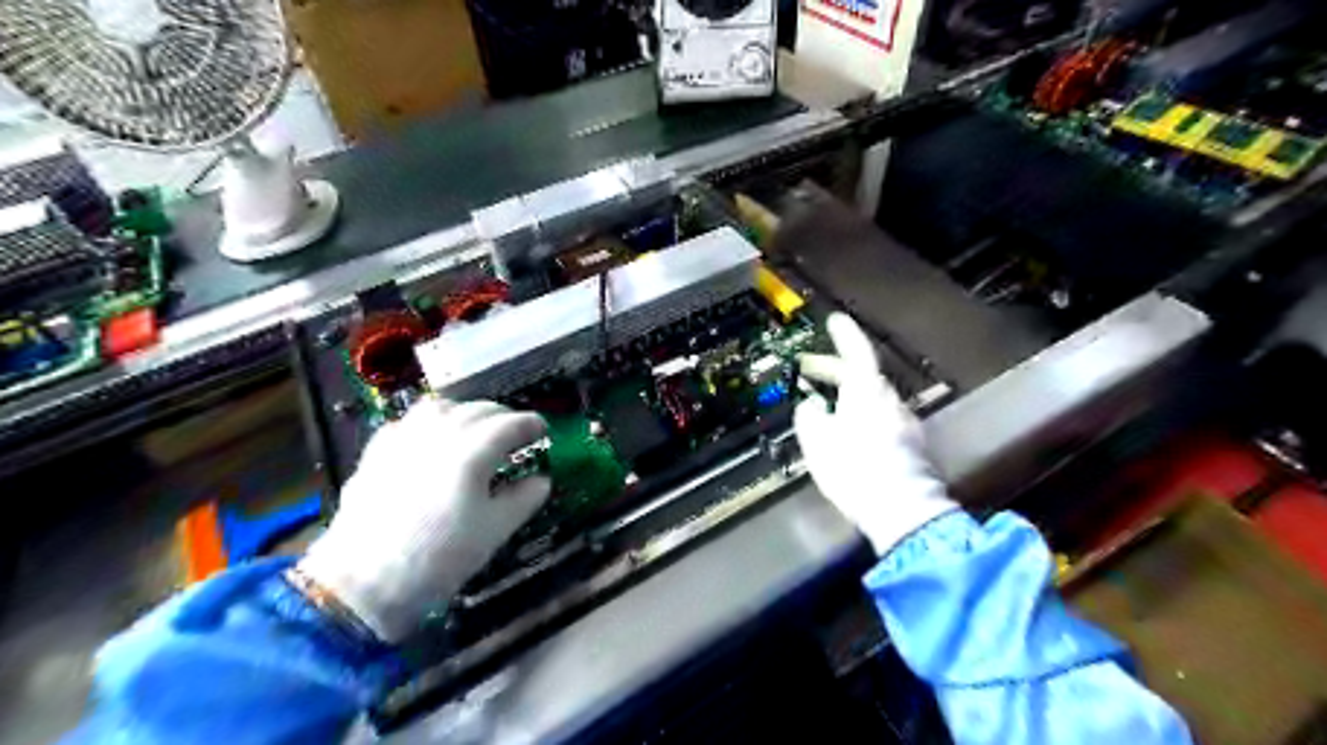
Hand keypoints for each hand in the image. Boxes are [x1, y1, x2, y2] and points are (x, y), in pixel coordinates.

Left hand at [299, 398, 548, 643]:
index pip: (510, 424)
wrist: (363, 584)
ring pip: (441, 407)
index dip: (532, 424)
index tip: (544, 431)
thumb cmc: (438, 559)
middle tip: (516, 436)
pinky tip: (431, 443)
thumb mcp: (493, 532)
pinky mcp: (377, 453)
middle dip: (503, 417)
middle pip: (478, 409)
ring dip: (466, 412)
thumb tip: (541, 481)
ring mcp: (403, 439)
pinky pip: (408, 422)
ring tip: (475, 431)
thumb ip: (523, 500)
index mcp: (472, 451)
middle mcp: (438, 434)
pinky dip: (429, 424)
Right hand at [793, 310, 961, 555]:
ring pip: (873, 398)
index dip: (845, 334)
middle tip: (812, 371)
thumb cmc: (854, 469)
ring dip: (850, 394)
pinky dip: (863, 415)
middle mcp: (890, 400)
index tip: (835, 320)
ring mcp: (905, 422)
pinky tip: (850, 433)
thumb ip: (809, 416)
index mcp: (867, 391)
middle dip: (837, 370)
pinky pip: (882, 418)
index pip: (857, 352)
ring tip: (826, 404)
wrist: (902, 510)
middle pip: (864, 375)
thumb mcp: (817, 441)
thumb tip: (811, 406)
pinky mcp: (912, 446)